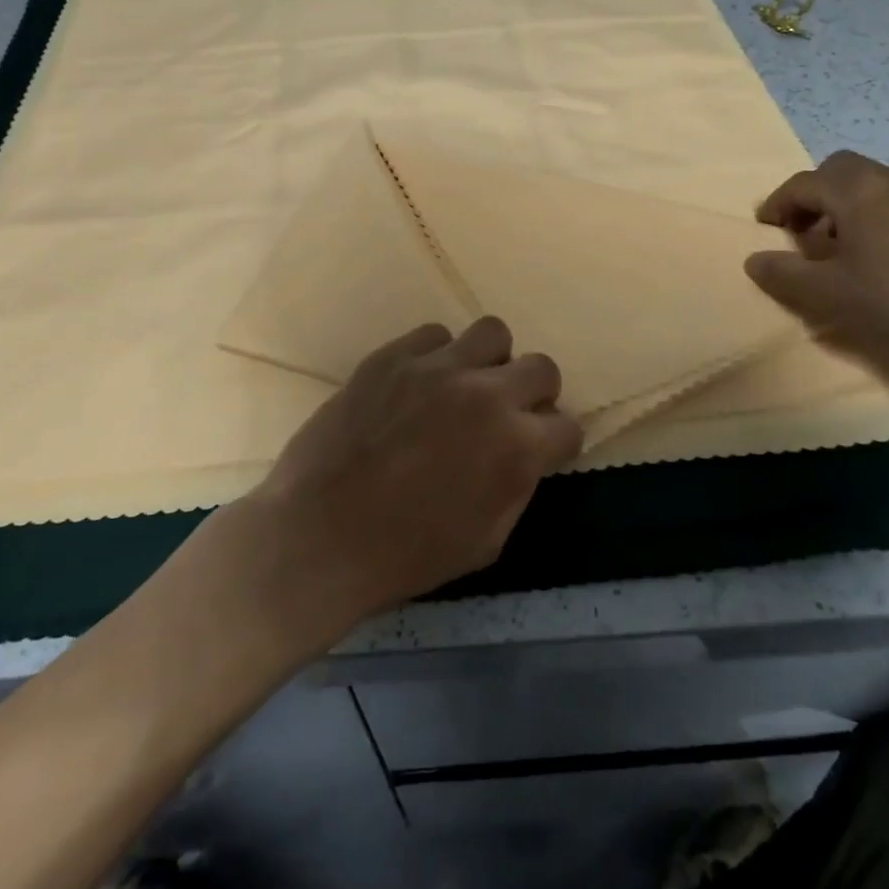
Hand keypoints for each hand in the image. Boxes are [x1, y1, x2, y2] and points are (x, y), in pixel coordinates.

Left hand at [246, 317, 582, 622]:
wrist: (320, 537)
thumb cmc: (406, 555)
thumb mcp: (486, 541)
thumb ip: (518, 486)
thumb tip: (526, 453)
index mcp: (516, 448)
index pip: (568, 426)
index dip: (556, 443)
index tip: (539, 451)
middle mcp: (486, 395)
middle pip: (542, 366)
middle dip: (535, 393)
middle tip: (507, 414)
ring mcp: (437, 368)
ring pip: (492, 333)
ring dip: (490, 361)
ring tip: (466, 386)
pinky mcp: (393, 356)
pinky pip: (434, 335)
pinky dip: (437, 356)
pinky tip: (419, 384)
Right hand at [743, 150, 888, 373]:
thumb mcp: (827, 292)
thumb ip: (784, 273)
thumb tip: (753, 259)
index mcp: (855, 189)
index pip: (803, 183)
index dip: (778, 203)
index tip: (765, 227)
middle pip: (841, 170)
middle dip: (816, 195)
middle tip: (804, 232)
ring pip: (876, 186)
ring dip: (850, 207)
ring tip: (845, 248)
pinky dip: (882, 219)